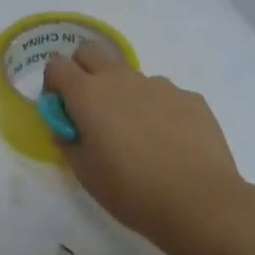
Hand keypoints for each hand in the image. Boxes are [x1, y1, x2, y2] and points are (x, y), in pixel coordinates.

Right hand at [43, 43, 243, 250]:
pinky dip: (158, 110)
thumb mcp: (85, 173)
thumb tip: (67, 126)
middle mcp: (121, 79)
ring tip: (138, 135)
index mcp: (88, 94)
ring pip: (130, 75)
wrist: (201, 203)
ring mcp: (159, 85)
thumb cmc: (132, 190)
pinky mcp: (190, 97)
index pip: (57, 65)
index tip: (61, 107)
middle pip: (90, 51)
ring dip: (124, 93)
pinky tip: (170, 142)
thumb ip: (68, 141)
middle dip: (83, 69)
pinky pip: (164, 94)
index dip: (53, 82)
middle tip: (91, 107)